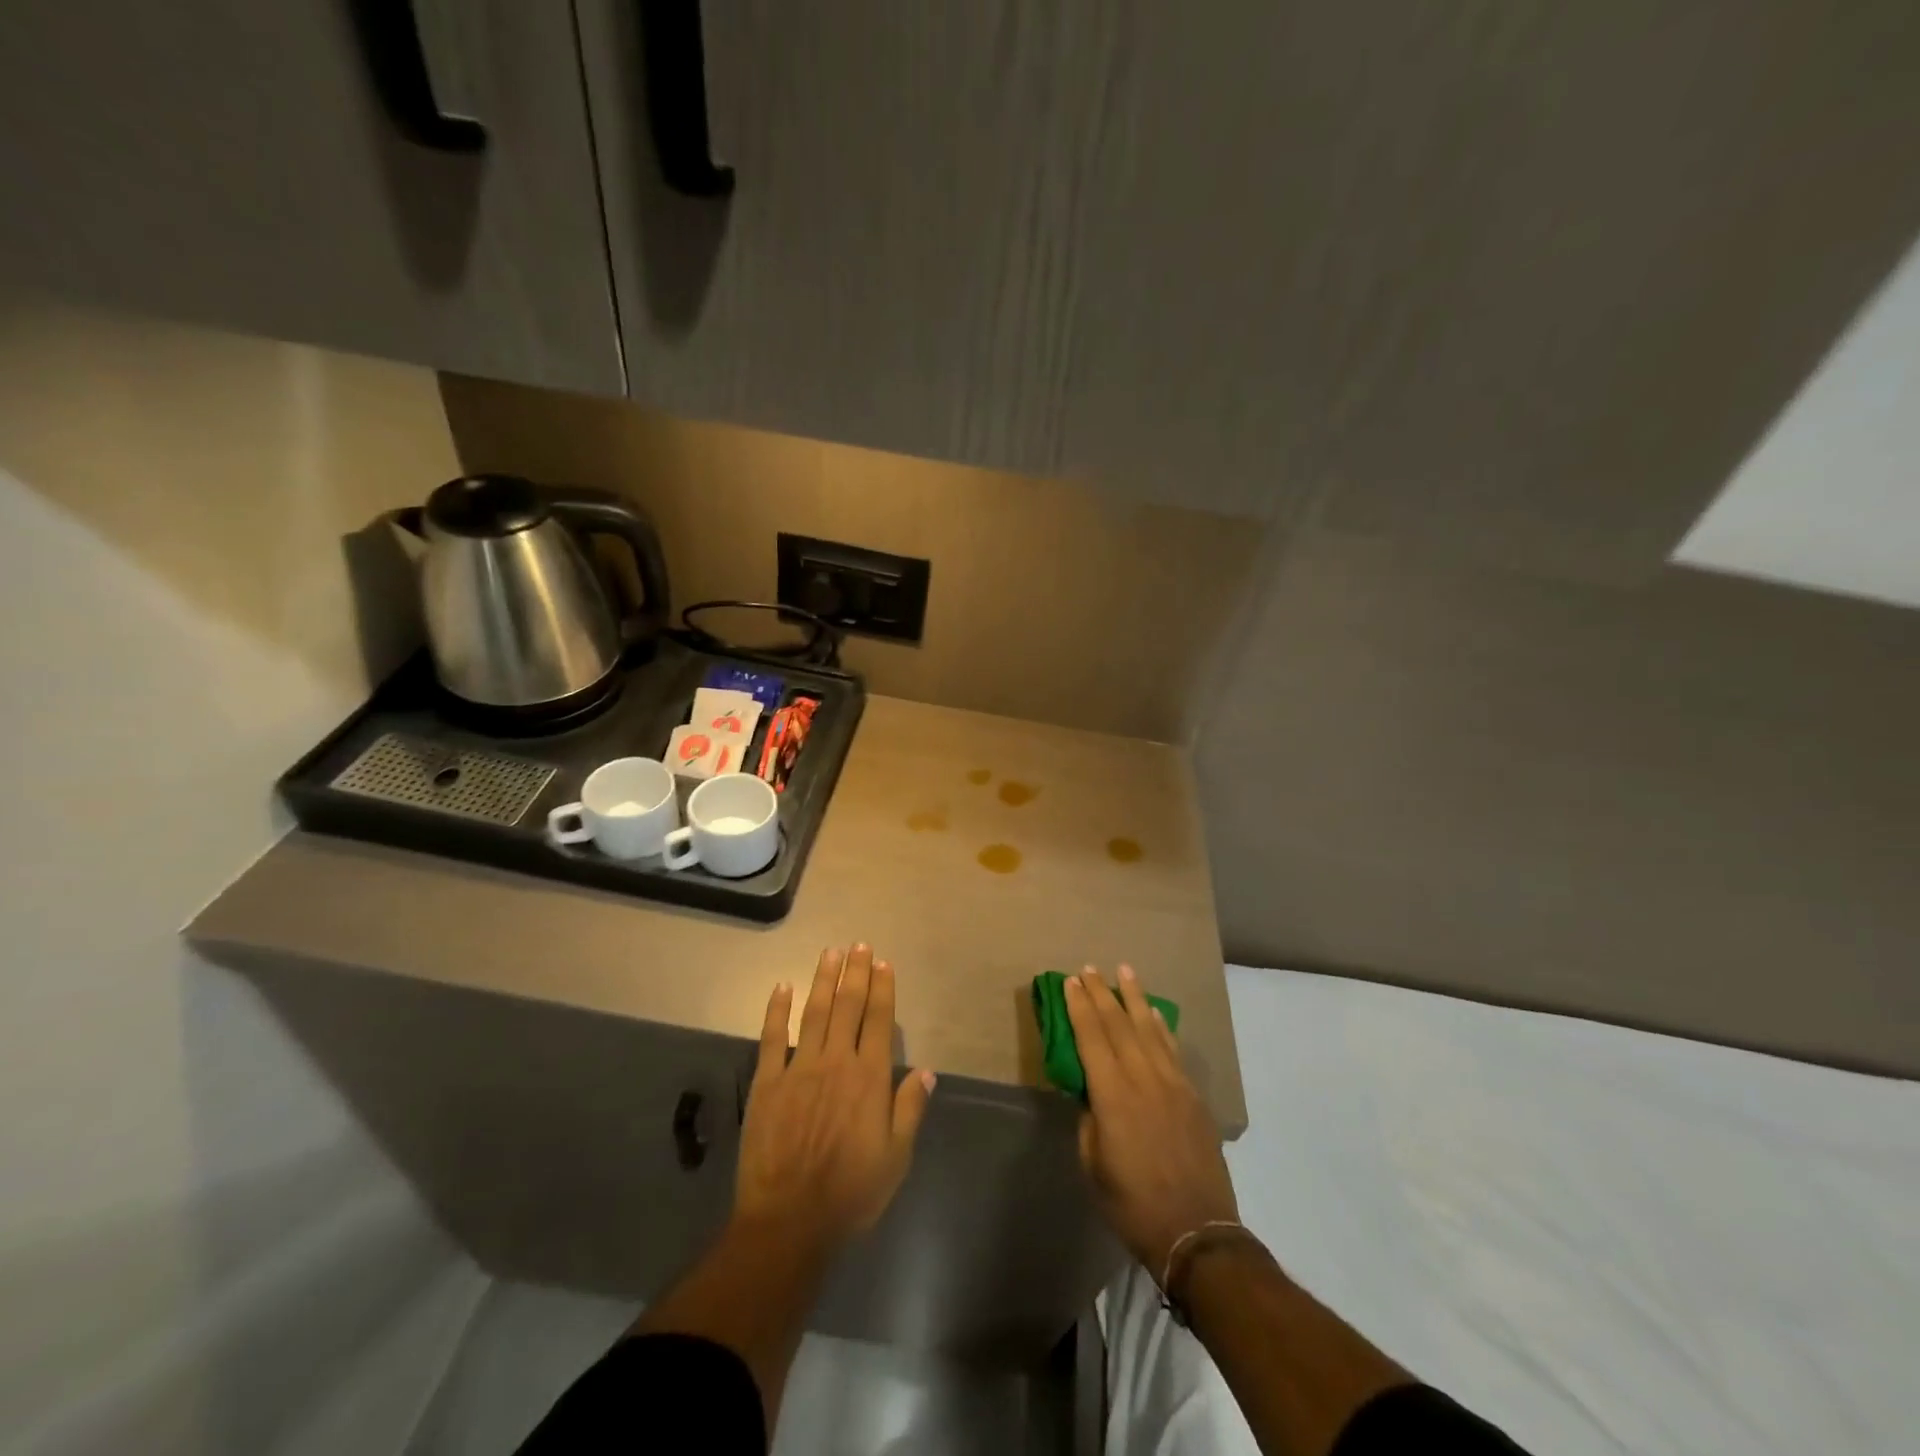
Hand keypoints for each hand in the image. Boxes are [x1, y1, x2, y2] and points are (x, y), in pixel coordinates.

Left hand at [734, 945, 934, 1250]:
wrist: (789, 1221)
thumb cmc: (850, 1193)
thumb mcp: (895, 1158)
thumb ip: (909, 1109)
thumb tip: (925, 1070)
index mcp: (870, 1078)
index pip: (880, 1021)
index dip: (882, 989)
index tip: (882, 963)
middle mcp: (837, 1062)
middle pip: (848, 1006)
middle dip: (855, 973)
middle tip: (858, 945)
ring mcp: (800, 1068)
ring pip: (814, 1013)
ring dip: (822, 980)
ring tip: (829, 953)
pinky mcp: (768, 1082)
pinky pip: (772, 1038)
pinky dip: (777, 1011)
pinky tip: (782, 987)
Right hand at [1065, 964, 1238, 1278]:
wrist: (1197, 1232)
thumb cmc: (1133, 1204)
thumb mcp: (1093, 1165)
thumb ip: (1089, 1120)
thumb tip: (1090, 1092)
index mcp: (1112, 1096)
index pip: (1091, 1038)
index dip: (1079, 1007)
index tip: (1070, 982)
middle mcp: (1143, 1079)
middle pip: (1119, 1025)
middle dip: (1101, 994)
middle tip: (1089, 968)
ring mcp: (1172, 1084)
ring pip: (1149, 1029)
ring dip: (1134, 997)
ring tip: (1124, 971)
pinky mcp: (1192, 1095)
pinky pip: (1172, 1049)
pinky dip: (1160, 1026)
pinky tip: (1154, 1012)